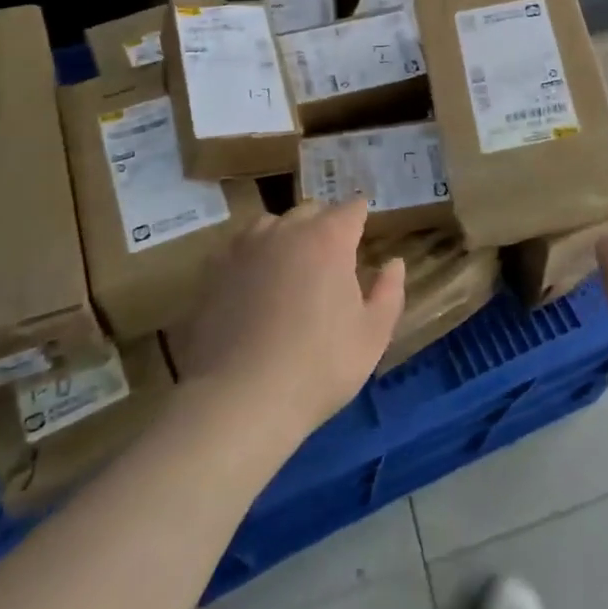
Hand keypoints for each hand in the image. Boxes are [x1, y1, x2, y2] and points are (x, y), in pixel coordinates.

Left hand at [171, 199, 404, 448]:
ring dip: (286, 236)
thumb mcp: (373, 335)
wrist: (239, 400)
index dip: (361, 218)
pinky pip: (239, 248)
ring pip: (271, 224)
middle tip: (332, 260)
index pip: (351, 208)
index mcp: (328, 239)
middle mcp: (286, 231)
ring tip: (290, 268)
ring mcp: (244, 248)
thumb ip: (389, 292)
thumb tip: (393, 263)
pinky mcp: (213, 271)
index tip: (364, 235)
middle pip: (311, 210)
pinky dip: (252, 257)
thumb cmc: (319, 367)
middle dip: (325, 225)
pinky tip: (254, 286)